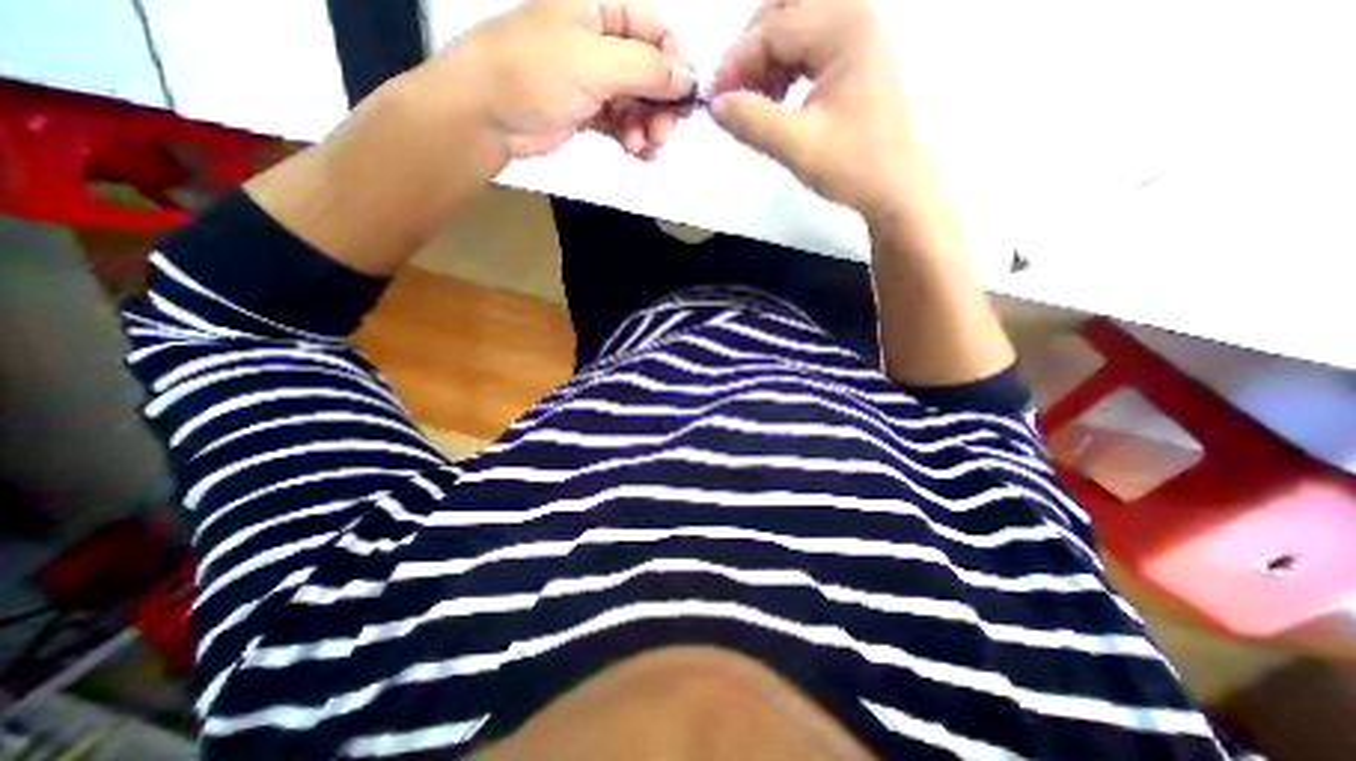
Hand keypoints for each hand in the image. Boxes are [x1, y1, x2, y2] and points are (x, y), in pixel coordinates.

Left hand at [425, 0, 699, 159]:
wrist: (486, 116)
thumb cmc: (534, 74)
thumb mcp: (594, 63)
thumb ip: (647, 69)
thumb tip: (689, 79)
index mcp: (598, 7)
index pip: (654, 29)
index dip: (674, 64)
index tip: (685, 100)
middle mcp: (598, 39)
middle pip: (649, 71)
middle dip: (660, 105)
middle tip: (662, 134)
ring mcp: (592, 78)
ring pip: (637, 102)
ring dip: (646, 127)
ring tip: (641, 147)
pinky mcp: (587, 111)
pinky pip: (621, 123)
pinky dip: (633, 138)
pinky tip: (639, 154)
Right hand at [711, 0, 920, 218]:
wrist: (899, 188)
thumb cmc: (855, 166)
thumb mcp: (797, 145)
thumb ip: (752, 121)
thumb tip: (715, 105)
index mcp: (845, 27)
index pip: (773, 30)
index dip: (735, 63)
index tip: (712, 99)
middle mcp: (855, 15)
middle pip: (785, 9)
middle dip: (751, 49)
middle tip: (734, 92)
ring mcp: (861, 34)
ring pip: (797, 25)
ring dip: (767, 57)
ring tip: (755, 100)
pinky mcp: (859, 56)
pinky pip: (811, 44)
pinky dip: (787, 65)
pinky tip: (779, 96)